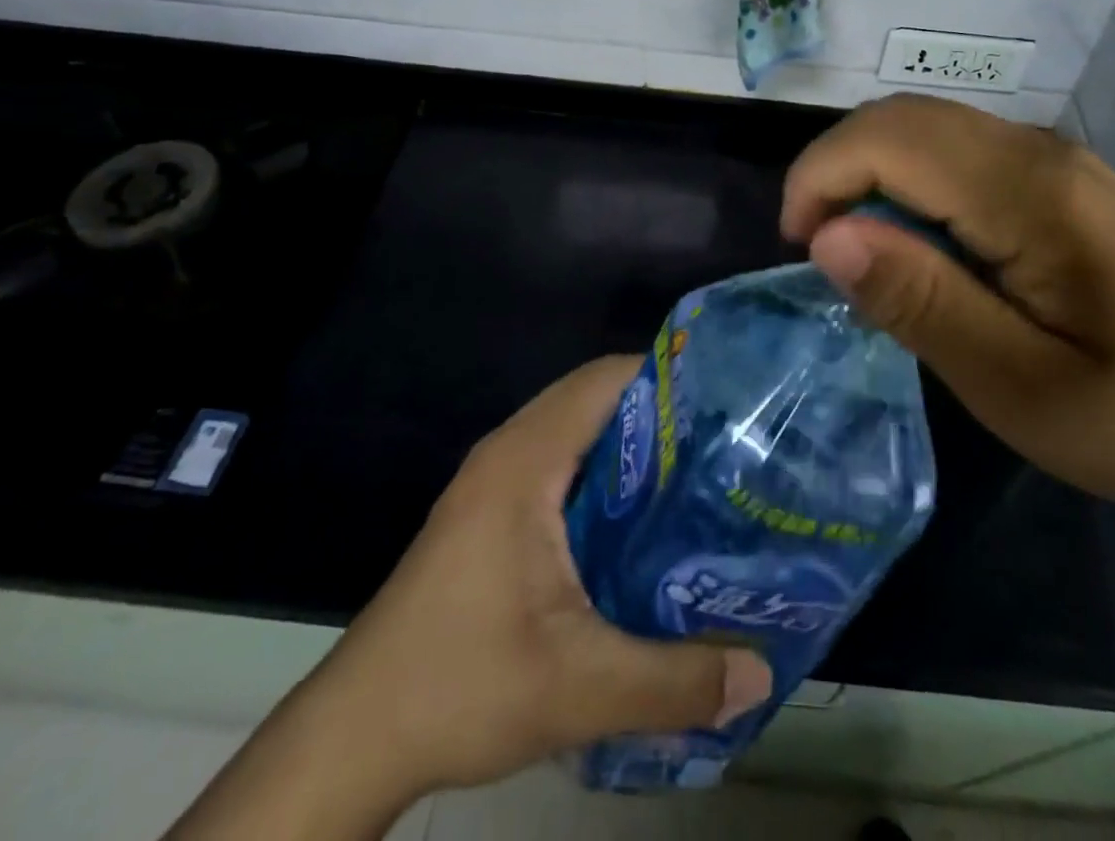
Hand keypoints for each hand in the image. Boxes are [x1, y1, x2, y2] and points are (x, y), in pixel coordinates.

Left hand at [166, 358, 771, 840]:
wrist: (354, 737)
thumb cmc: (459, 686)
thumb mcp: (578, 688)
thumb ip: (674, 680)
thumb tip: (759, 674)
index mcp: (525, 460)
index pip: (604, 380)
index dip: (666, 377)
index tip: (725, 400)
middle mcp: (509, 452)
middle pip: (595, 399)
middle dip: (661, 413)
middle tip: (725, 443)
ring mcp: (494, 482)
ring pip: (577, 433)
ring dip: (633, 447)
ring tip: (698, 477)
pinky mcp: (490, 513)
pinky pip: (561, 465)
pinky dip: (605, 475)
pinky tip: (642, 522)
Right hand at [781, 94, 1114, 538]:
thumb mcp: (1023, 387)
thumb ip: (923, 303)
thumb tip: (829, 237)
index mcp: (1032, 192)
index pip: (889, 139)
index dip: (820, 178)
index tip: (799, 251)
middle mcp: (1039, 153)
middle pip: (902, 119)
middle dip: (837, 171)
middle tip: (821, 255)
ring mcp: (1055, 162)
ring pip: (926, 130)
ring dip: (870, 177)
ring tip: (862, 257)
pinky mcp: (1061, 184)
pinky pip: (957, 155)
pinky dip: (909, 185)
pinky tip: (921, 249)